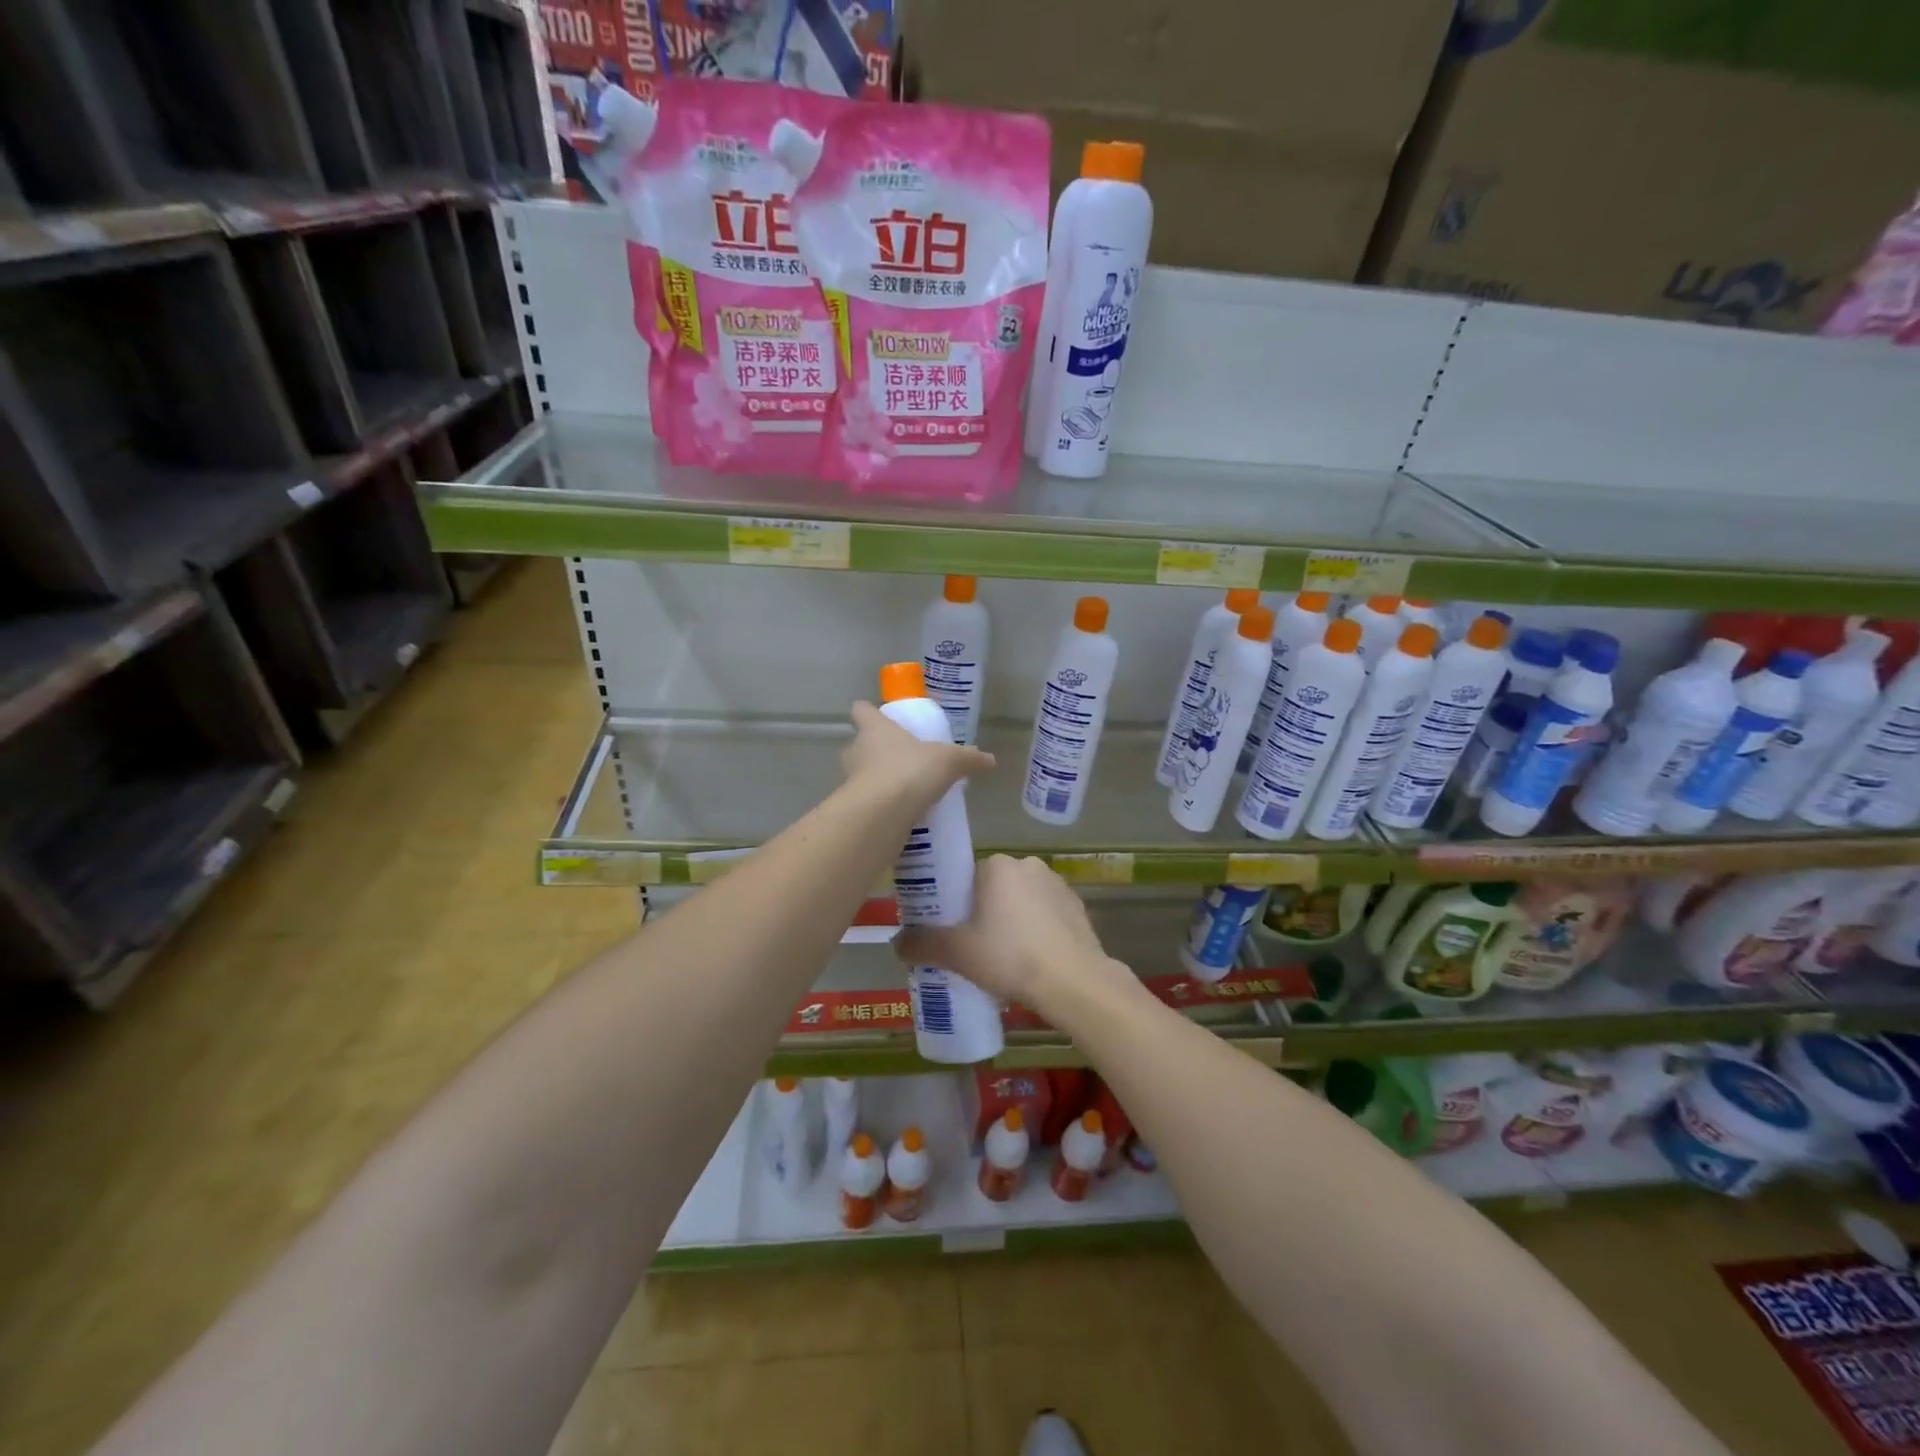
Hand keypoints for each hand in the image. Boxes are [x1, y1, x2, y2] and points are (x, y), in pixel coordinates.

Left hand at [841, 701, 993, 813]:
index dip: (869, 712)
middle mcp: (857, 750)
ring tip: (904, 790)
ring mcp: (850, 781)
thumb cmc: (910, 771)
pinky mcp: (854, 808)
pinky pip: (868, 803)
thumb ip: (968, 759)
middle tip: (900, 759)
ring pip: (861, 774)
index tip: (878, 717)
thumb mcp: (949, 761)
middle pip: (859, 744)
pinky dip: (881, 807)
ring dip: (878, 780)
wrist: (881, 815)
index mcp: (875, 729)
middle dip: (875, 751)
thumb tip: (990, 759)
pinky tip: (902, 815)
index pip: (862, 710)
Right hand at [892, 855, 1136, 1021]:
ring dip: (1011, 921)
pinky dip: (1036, 931)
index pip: (965, 876)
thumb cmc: (1009, 957)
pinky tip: (1031, 959)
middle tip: (972, 947)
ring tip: (1002, 958)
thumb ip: (922, 944)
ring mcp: (1057, 885)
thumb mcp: (957, 953)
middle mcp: (1028, 865)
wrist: (1073, 982)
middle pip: (993, 888)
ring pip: (1021, 901)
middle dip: (982, 913)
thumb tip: (896, 943)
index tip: (950, 930)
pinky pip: (1046, 915)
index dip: (954, 903)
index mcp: (997, 865)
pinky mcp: (1078, 907)